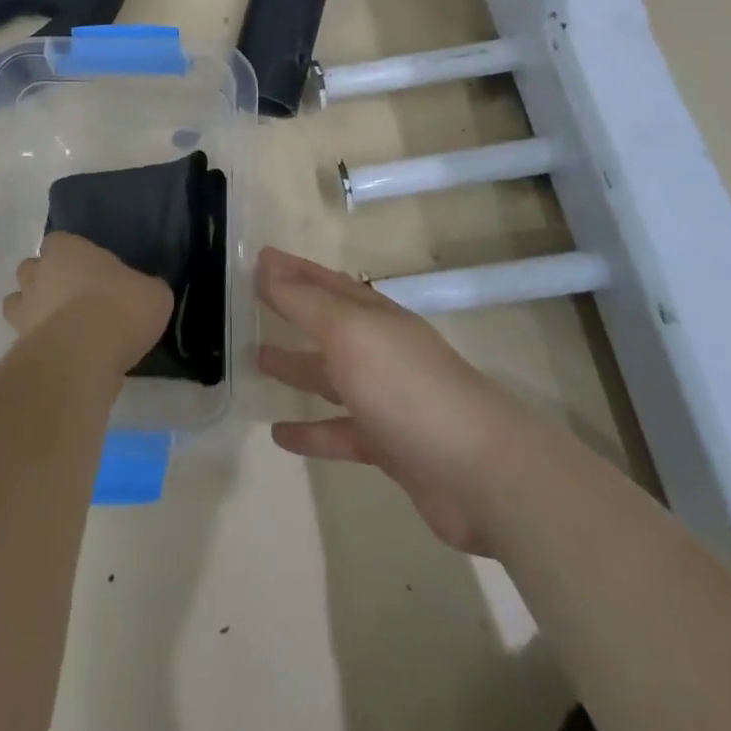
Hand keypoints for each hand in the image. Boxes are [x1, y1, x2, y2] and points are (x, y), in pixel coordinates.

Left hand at [4, 232, 173, 374]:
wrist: (85, 356)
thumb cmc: (119, 308)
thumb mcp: (153, 294)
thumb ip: (146, 289)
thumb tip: (146, 293)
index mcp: (67, 250)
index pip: (58, 241)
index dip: (70, 254)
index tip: (88, 269)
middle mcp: (39, 274)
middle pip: (30, 270)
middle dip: (44, 280)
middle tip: (72, 297)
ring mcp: (24, 311)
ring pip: (17, 304)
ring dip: (33, 312)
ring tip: (61, 328)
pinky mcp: (20, 347)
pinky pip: (25, 340)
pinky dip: (38, 345)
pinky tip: (62, 356)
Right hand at [257, 246, 525, 554]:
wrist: (480, 472)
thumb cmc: (407, 387)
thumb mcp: (349, 332)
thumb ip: (304, 301)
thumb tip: (267, 263)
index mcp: (373, 316)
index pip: (324, 282)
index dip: (292, 269)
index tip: (258, 258)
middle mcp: (379, 350)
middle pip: (327, 325)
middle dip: (292, 312)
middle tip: (250, 305)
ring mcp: (385, 399)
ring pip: (330, 377)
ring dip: (296, 368)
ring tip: (256, 361)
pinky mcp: (389, 446)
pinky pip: (339, 432)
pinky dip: (310, 432)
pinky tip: (278, 436)